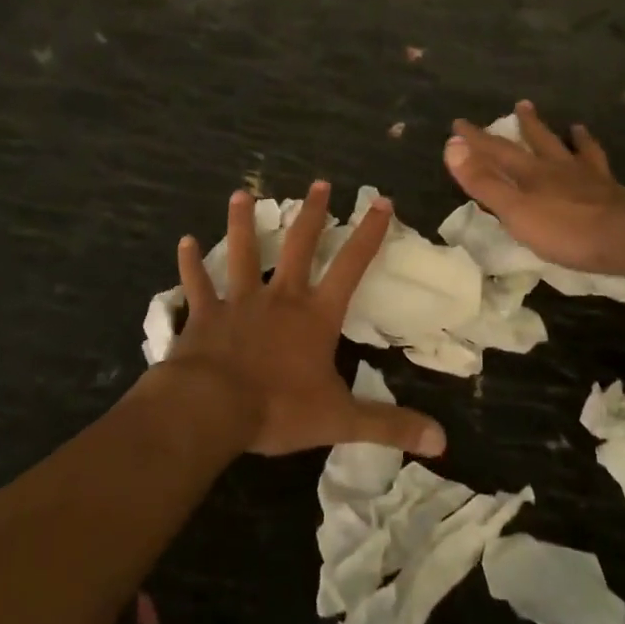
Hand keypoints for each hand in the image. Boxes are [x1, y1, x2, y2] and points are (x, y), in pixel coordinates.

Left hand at [163, 183, 446, 458]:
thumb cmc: (278, 408)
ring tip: (241, 193)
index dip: (368, 234)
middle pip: (299, 246)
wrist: (211, 408)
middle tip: (319, 183)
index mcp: (315, 315)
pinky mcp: (204, 315)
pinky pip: (197, 284)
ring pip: (242, 253)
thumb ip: (389, 425)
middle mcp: (280, 297)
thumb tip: (441, 440)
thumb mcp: (341, 420)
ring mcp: (239, 302)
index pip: (351, 266)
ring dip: (242, 223)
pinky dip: (190, 264)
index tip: (380, 201)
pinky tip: (183, 242)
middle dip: (312, 214)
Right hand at [444, 100, 624, 274]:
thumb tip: (451, 146)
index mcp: (537, 175)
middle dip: (531, 125)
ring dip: (583, 143)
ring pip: (590, 157)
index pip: (501, 151)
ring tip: (580, 128)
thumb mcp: (515, 209)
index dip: (478, 138)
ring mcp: (602, 185)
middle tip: (524, 104)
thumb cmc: (566, 229)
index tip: (459, 123)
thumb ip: (484, 181)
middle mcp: (568, 172)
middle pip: (546, 143)